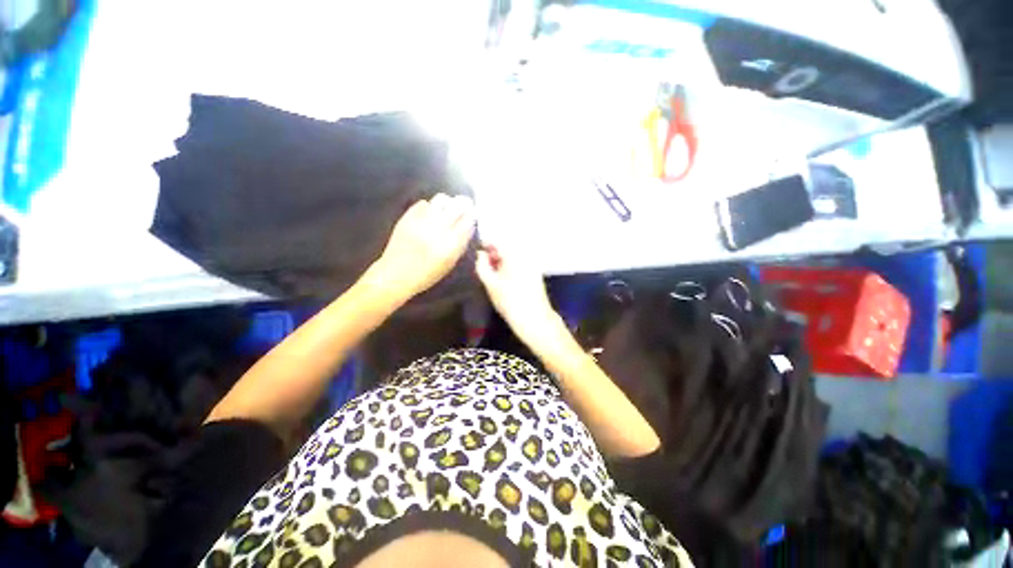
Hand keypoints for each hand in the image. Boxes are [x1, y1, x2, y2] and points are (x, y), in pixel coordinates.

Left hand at [366, 194, 475, 303]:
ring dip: (447, 203)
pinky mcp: (407, 218)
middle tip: (463, 207)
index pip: (467, 223)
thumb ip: (460, 245)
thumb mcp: (449, 264)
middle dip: (462, 206)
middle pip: (456, 207)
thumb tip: (469, 227)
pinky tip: (430, 214)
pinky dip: (430, 207)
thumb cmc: (426, 274)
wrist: (395, 275)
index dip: (471, 217)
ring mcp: (420, 222)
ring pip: (441, 200)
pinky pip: (423, 203)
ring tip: (446, 210)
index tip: (472, 215)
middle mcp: (436, 231)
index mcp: (449, 246)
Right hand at [475, 243, 567, 351]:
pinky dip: (510, 266)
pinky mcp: (535, 273)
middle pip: (506, 247)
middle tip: (482, 264)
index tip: (476, 252)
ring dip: (501, 260)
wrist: (535, 319)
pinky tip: (503, 278)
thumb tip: (480, 254)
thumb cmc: (510, 302)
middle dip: (493, 253)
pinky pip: (519, 263)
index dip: (485, 244)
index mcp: (514, 254)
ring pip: (512, 256)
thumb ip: (482, 266)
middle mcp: (525, 255)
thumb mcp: (490, 284)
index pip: (497, 241)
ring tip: (491, 273)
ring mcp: (532, 264)